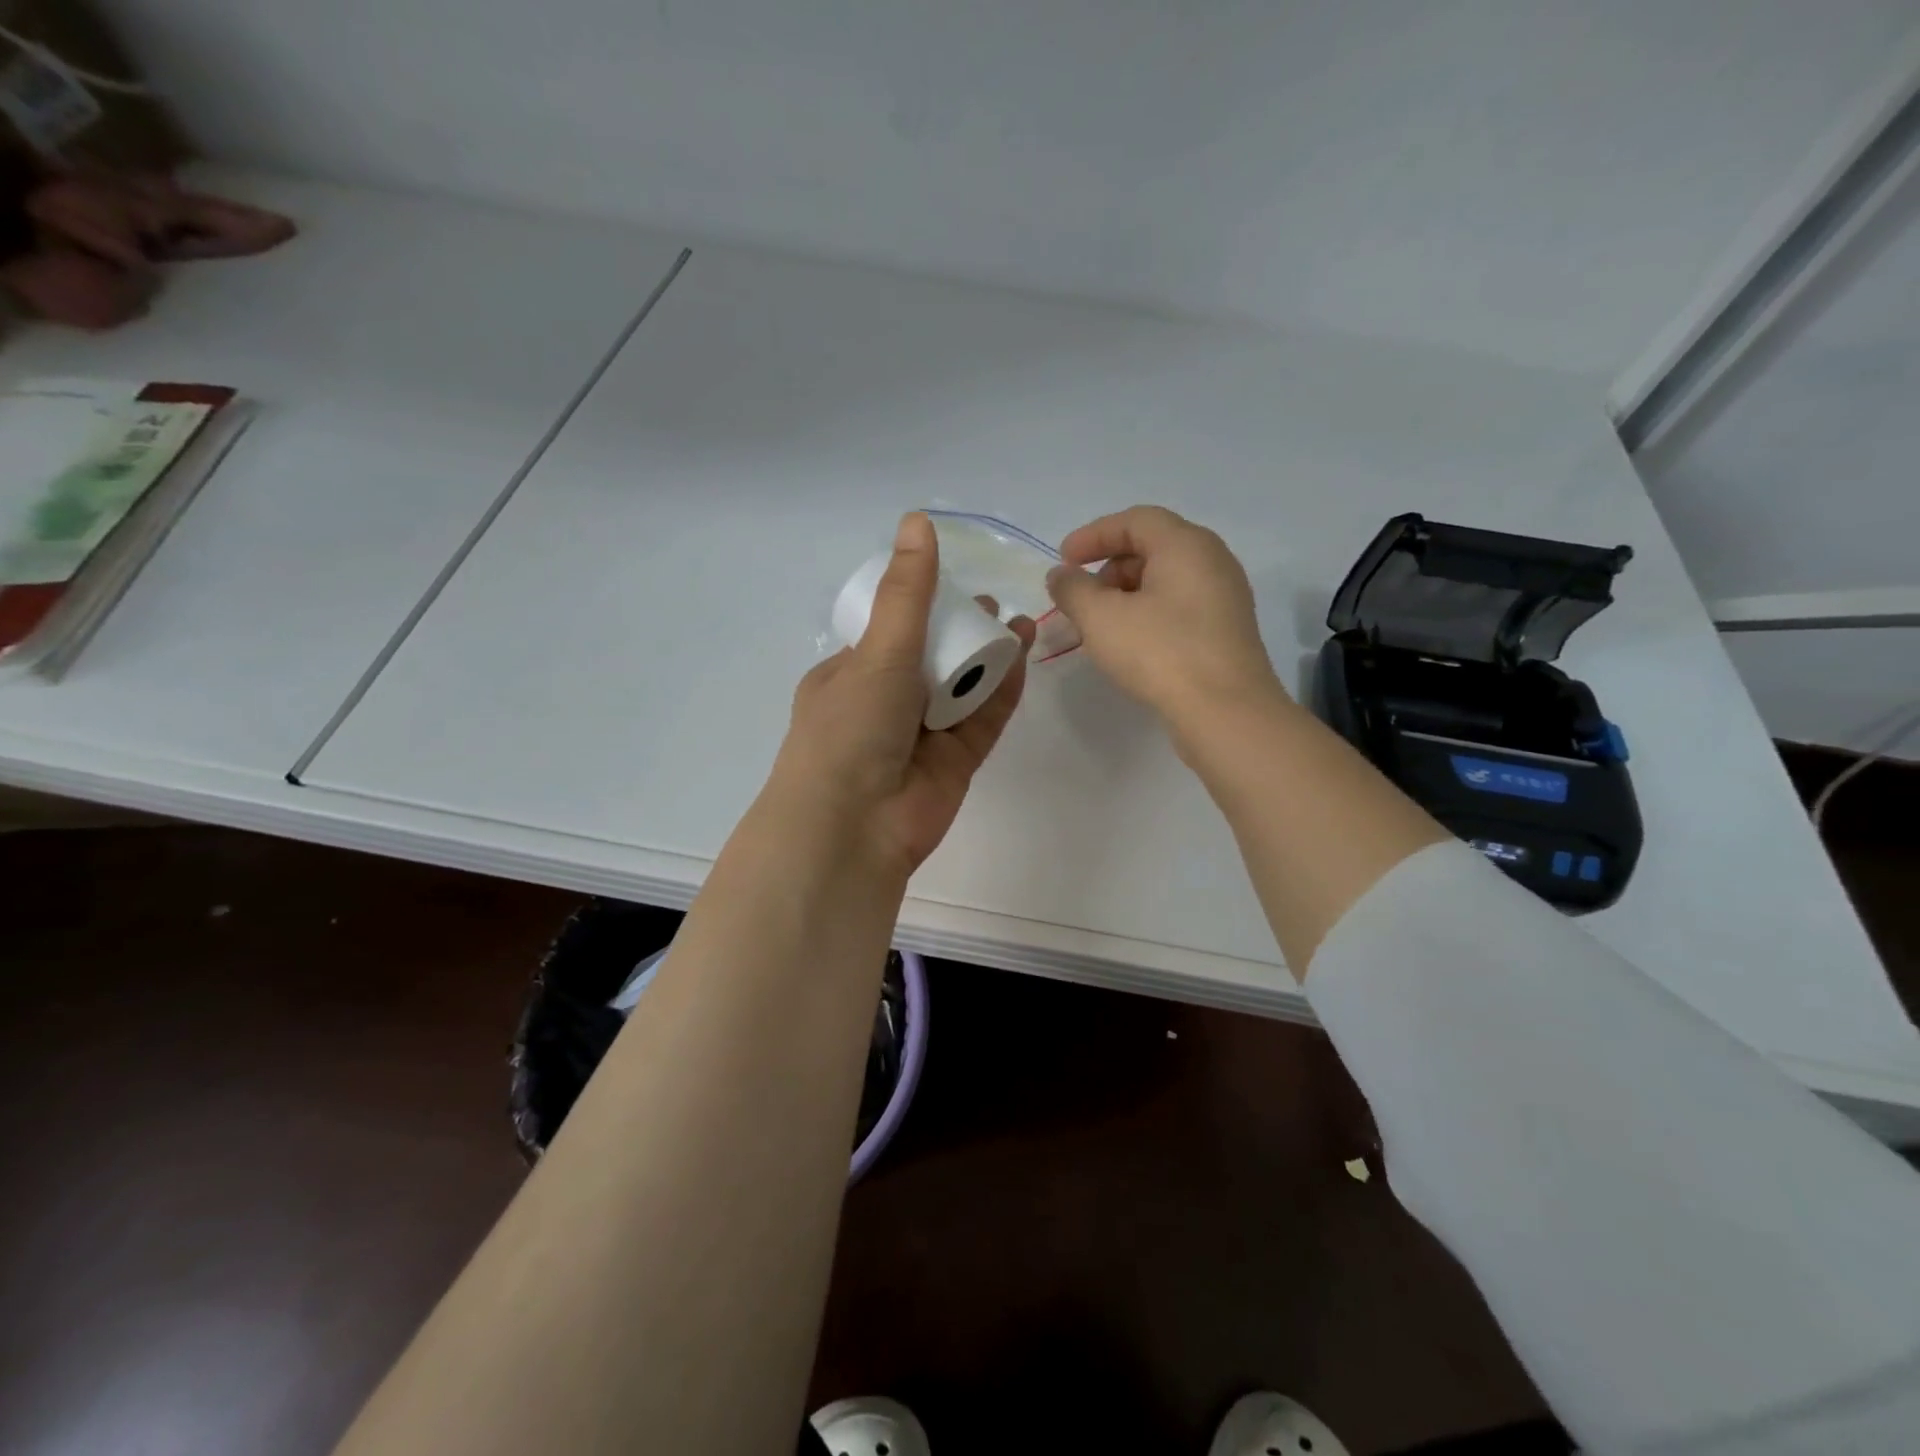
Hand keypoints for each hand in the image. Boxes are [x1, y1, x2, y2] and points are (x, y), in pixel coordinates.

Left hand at [768, 512, 1033, 875]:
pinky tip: (1023, 657)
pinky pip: (982, 719)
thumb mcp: (877, 651)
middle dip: (963, 631)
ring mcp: (921, 736)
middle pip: (932, 659)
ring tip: (1020, 623)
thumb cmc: (852, 728)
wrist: (854, 826)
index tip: (954, 584)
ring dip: (988, 657)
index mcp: (849, 677)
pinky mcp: (954, 763)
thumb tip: (916, 520)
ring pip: (962, 688)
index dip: (920, 608)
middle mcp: (884, 704)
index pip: (888, 633)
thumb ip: (906, 593)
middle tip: (994, 606)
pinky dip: (1001, 691)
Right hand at [1046, 505, 1283, 725]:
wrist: (1225, 711)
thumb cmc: (1160, 652)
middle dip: (1108, 567)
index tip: (1063, 560)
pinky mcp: (1226, 630)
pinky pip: (1180, 606)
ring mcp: (1225, 596)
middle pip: (1152, 547)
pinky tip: (1131, 643)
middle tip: (1081, 598)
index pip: (1135, 520)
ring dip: (1127, 594)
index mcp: (1186, 544)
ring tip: (1101, 626)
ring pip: (1166, 580)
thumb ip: (1073, 589)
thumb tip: (1061, 575)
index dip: (1093, 535)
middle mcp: (1212, 560)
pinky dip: (1149, 613)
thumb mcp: (1101, 618)